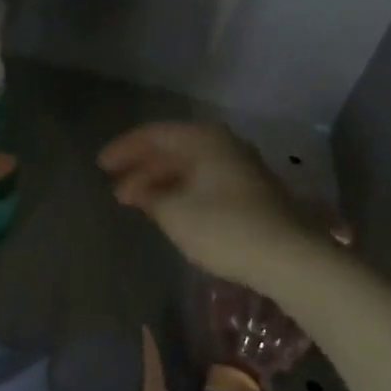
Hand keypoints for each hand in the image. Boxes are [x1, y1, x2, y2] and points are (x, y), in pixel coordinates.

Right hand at [97, 121, 328, 289]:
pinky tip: (169, 209)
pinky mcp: (250, 190)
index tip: (100, 166)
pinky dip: (181, 190)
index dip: (125, 149)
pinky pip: (204, 180)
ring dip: (161, 181)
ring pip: (190, 166)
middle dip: (142, 167)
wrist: (289, 256)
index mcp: (204, 139)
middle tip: (114, 186)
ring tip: (136, 201)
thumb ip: (149, 196)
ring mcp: (240, 166)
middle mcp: (223, 144)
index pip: (155, 134)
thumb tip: (132, 188)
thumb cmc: (224, 228)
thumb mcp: (176, 214)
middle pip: (173, 148)